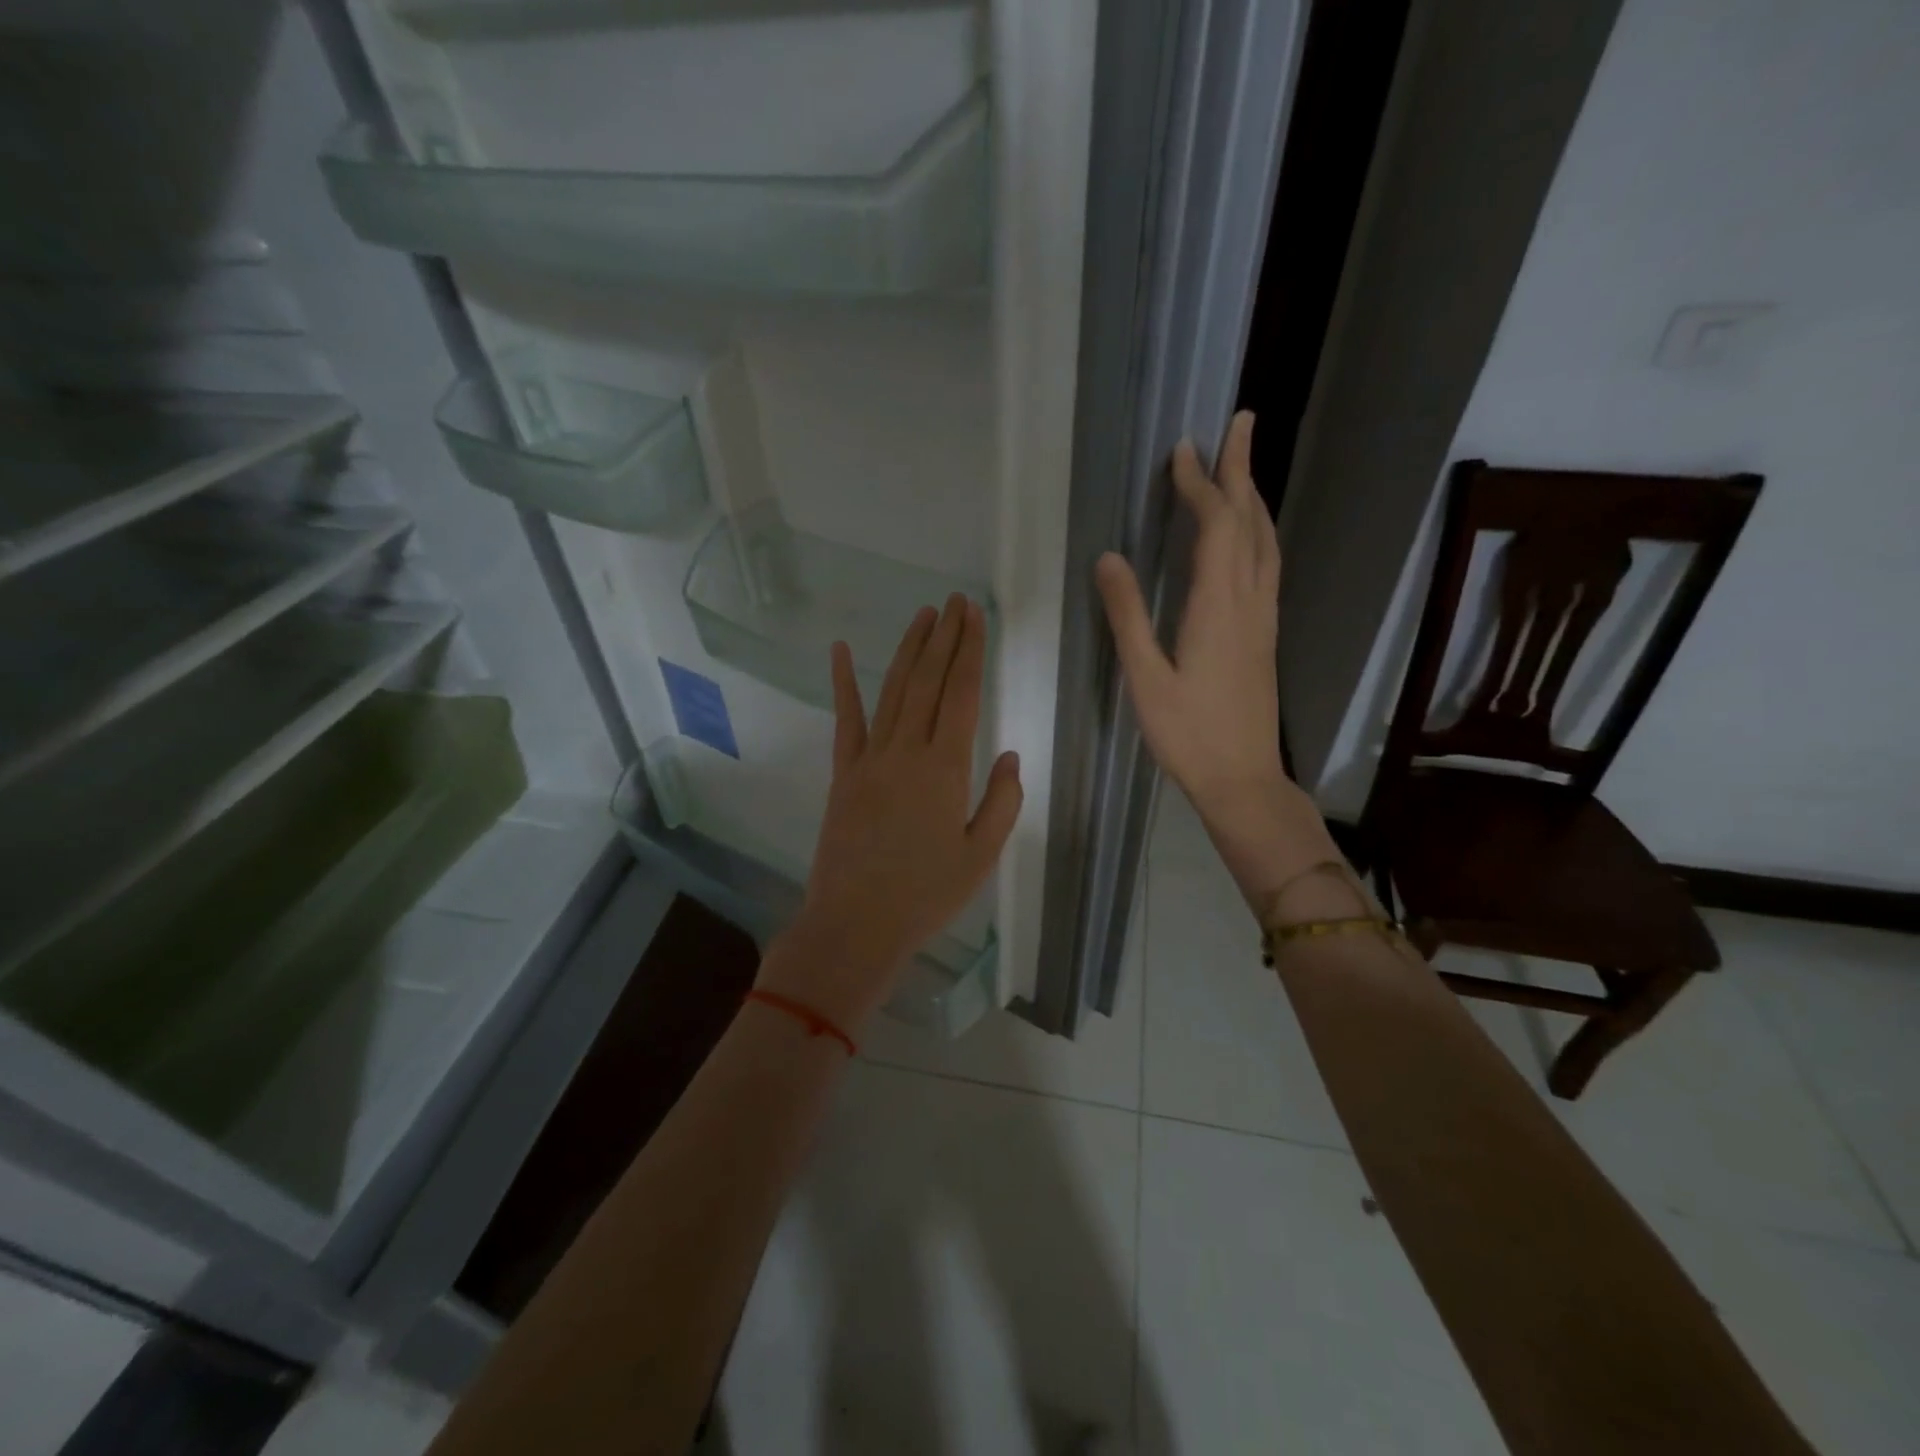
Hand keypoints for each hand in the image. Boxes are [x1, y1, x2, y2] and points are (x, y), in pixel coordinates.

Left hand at [760, 594, 1022, 1029]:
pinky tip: (842, 651)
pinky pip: (845, 720)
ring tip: (923, 616)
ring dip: (908, 650)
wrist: (856, 923)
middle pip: (928, 681)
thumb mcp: (981, 855)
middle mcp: (907, 751)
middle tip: (954, 601)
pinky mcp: (842, 773)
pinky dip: (844, 683)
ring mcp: (869, 758)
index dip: (970, 650)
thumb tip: (1008, 754)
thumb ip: (1001, 801)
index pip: (962, 694)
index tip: (975, 615)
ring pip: (892, 691)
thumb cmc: (926, 895)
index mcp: (946, 768)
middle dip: (944, 637)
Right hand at [1096, 411, 1338, 906]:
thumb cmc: (1187, 734)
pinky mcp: (1266, 636)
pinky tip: (1249, 538)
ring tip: (1241, 470)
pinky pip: (1268, 567)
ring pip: (1266, 543)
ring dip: (1254, 499)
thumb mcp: (1145, 678)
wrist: (1243, 779)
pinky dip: (1259, 534)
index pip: (1214, 527)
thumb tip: (1109, 558)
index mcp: (1217, 606)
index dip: (1199, 484)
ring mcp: (1264, 618)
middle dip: (1240, 471)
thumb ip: (1127, 615)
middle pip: (1249, 522)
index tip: (1183, 448)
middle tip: (1236, 424)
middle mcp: (1249, 601)